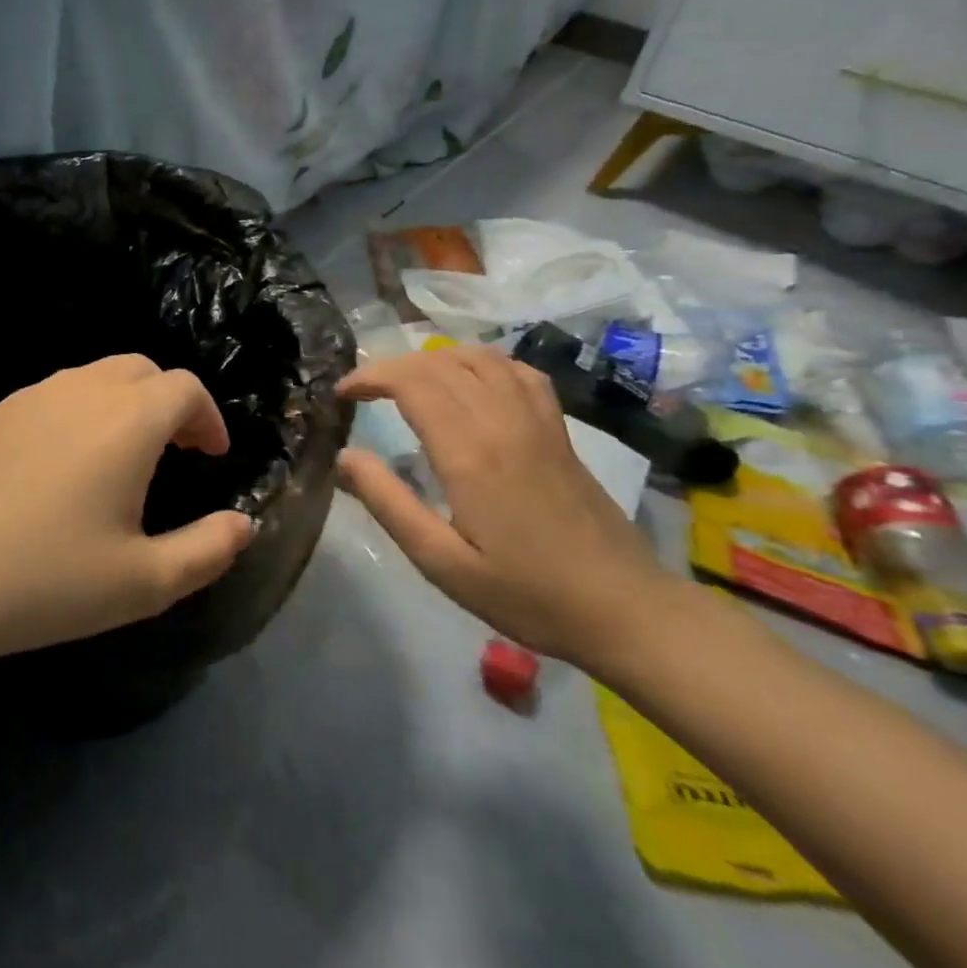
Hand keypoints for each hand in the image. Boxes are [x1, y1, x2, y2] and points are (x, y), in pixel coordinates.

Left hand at [0, 355, 254, 666]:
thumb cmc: (46, 582)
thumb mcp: (144, 583)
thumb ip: (208, 550)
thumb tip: (241, 523)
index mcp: (127, 420)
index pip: (185, 388)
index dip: (208, 418)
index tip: (210, 457)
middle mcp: (80, 390)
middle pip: (141, 369)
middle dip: (168, 402)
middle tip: (173, 453)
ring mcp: (29, 396)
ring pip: (93, 377)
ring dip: (122, 405)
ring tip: (119, 460)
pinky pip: (51, 396)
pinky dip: (77, 414)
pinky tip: (59, 468)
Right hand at [337, 344, 676, 665]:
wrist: (624, 609)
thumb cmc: (526, 593)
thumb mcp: (441, 562)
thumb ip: (388, 502)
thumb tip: (344, 456)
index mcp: (469, 451)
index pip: (410, 382)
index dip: (369, 377)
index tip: (341, 394)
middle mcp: (502, 421)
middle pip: (438, 364)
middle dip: (391, 367)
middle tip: (362, 392)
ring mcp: (537, 421)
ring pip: (478, 358)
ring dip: (433, 360)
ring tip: (407, 383)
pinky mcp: (559, 430)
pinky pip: (519, 372)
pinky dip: (483, 362)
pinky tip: (471, 381)